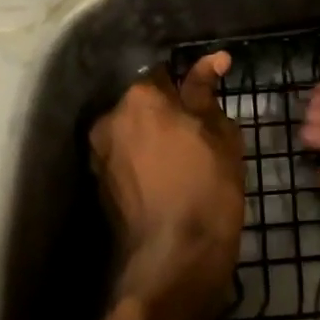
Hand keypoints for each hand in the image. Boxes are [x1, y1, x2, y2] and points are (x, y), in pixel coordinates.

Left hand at [89, 53, 243, 319]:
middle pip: (143, 105)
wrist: (175, 258)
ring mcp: (99, 155)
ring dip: (153, 139)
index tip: (209, 105)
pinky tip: (166, 181)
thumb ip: (207, 93)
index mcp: (140, 98)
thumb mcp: (220, 136)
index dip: (190, 87)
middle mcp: (110, 119)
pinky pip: (125, 160)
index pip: (165, 75)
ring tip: (183, 162)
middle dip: (166, 114)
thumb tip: (214, 60)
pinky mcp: (99, 186)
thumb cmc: (207, 188)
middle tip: (199, 136)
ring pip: (132, 134)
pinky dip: (143, 164)